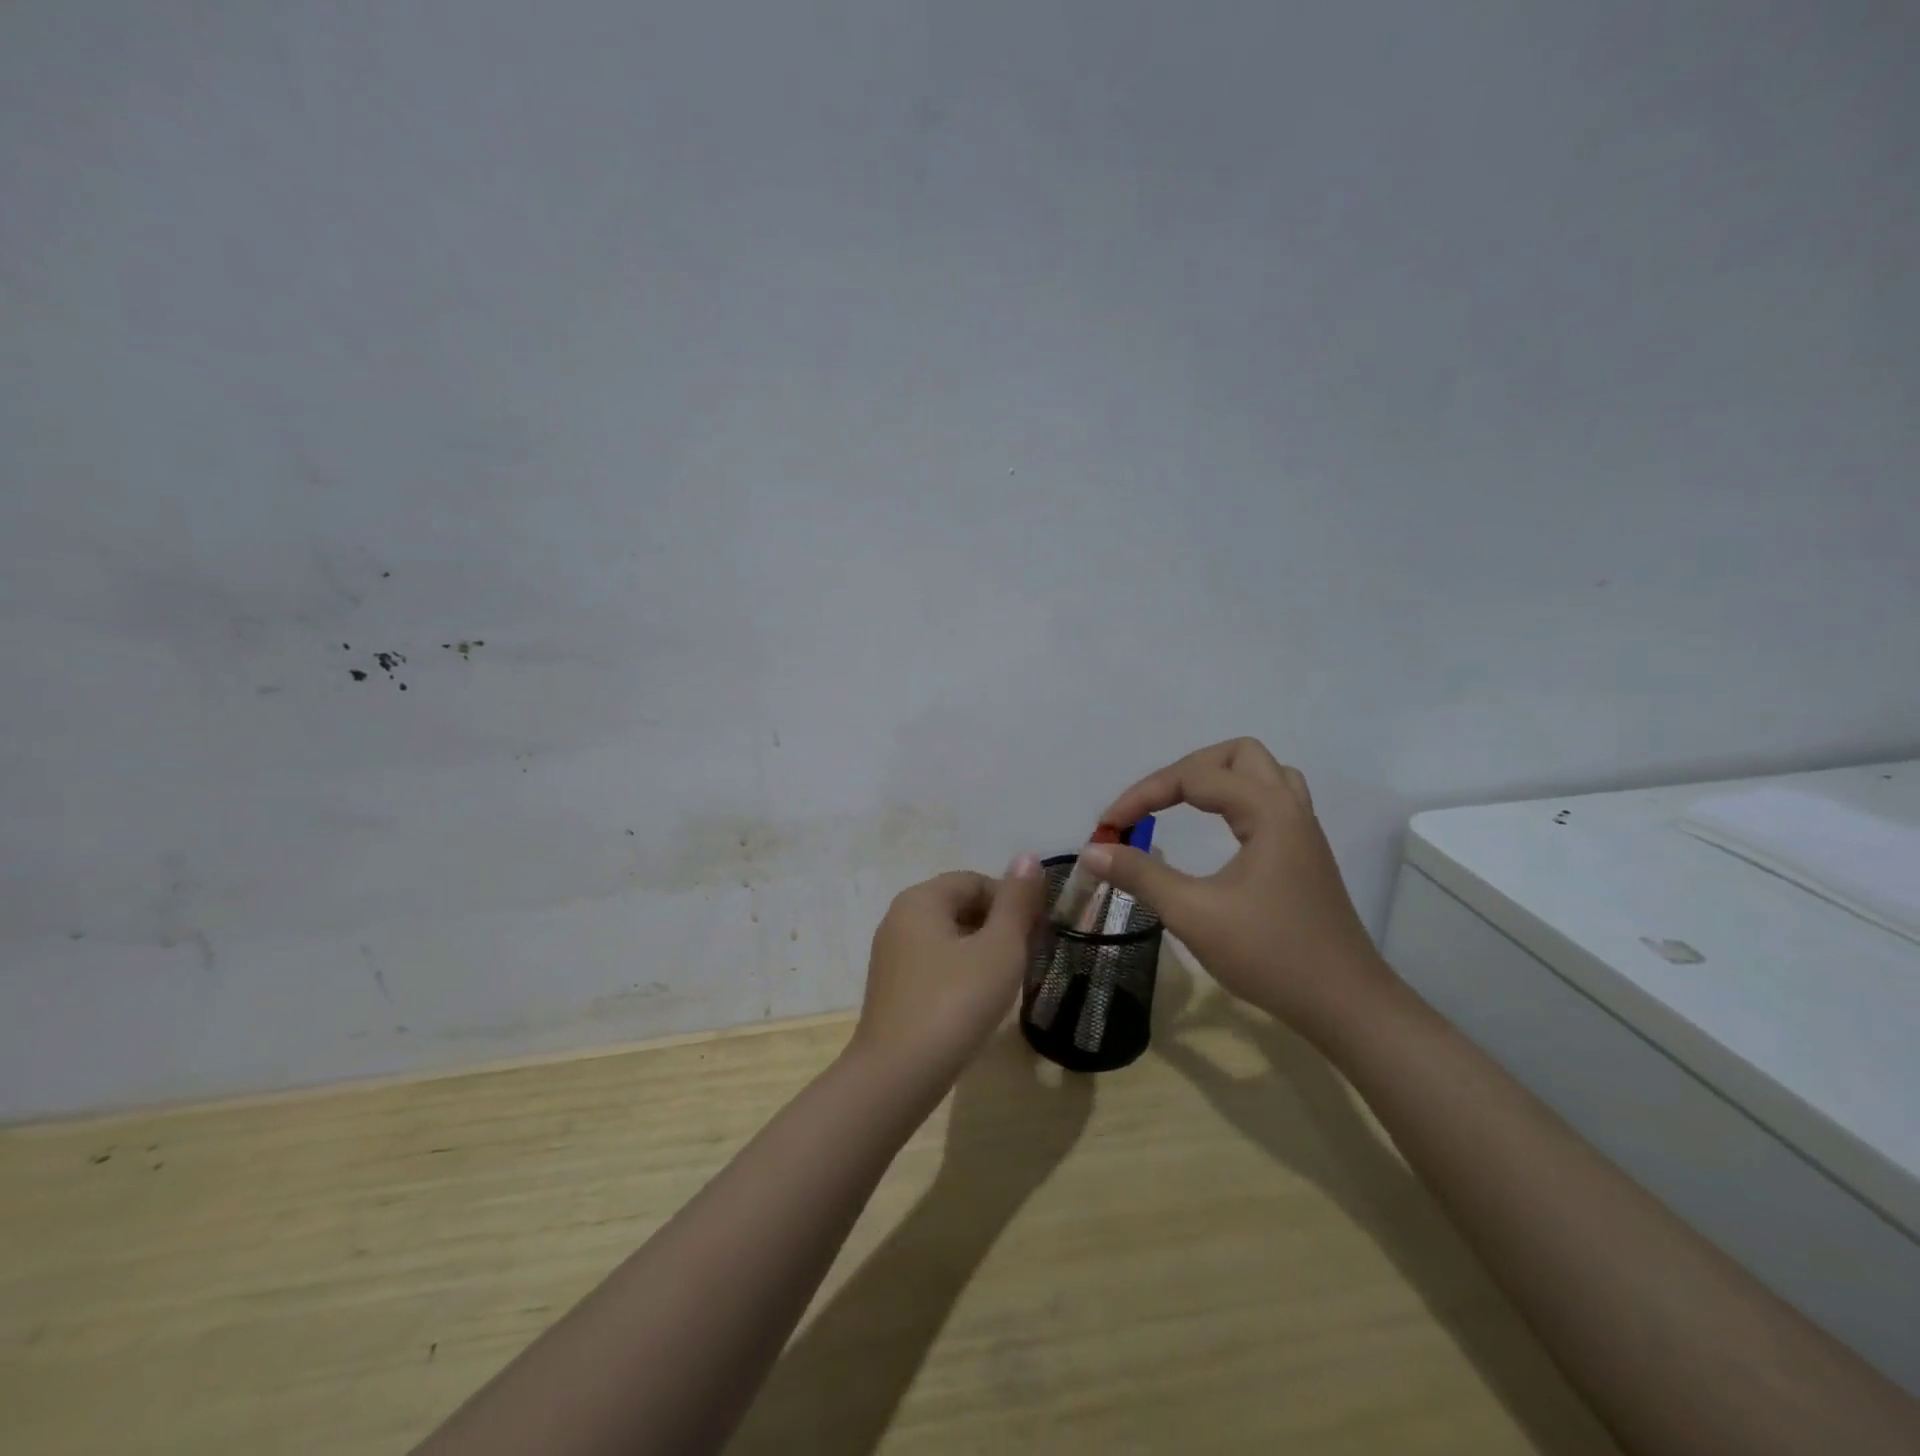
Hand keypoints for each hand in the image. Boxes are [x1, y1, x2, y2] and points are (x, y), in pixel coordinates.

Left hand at [851, 857, 1048, 1090]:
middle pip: (960, 905)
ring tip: (1005, 983)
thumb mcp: (999, 949)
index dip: (1012, 902)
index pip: (976, 881)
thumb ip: (1016, 902)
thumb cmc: (955, 1003)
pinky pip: (934, 963)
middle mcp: (899, 917)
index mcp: (921, 899)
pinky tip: (975, 1002)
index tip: (1037, 934)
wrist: (898, 1075)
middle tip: (1025, 959)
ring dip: (981, 951)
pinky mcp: (891, 986)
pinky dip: (959, 972)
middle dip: (997, 926)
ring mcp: (891, 953)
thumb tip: (1028, 857)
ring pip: (948, 936)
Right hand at [1083, 738, 1389, 1040]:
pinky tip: (1219, 829)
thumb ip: (1141, 876)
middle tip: (1152, 805)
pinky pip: (1271, 800)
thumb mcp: (1194, 914)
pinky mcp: (1304, 854)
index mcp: (1268, 812)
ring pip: (1261, 773)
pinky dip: (1236, 800)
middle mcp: (1290, 808)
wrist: (1346, 1006)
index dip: (1143, 795)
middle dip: (1185, 770)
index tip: (1108, 826)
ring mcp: (1303, 831)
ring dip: (1217, 778)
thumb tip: (1092, 851)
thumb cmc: (1271, 956)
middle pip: (1237, 755)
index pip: (1194, 777)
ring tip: (1183, 805)